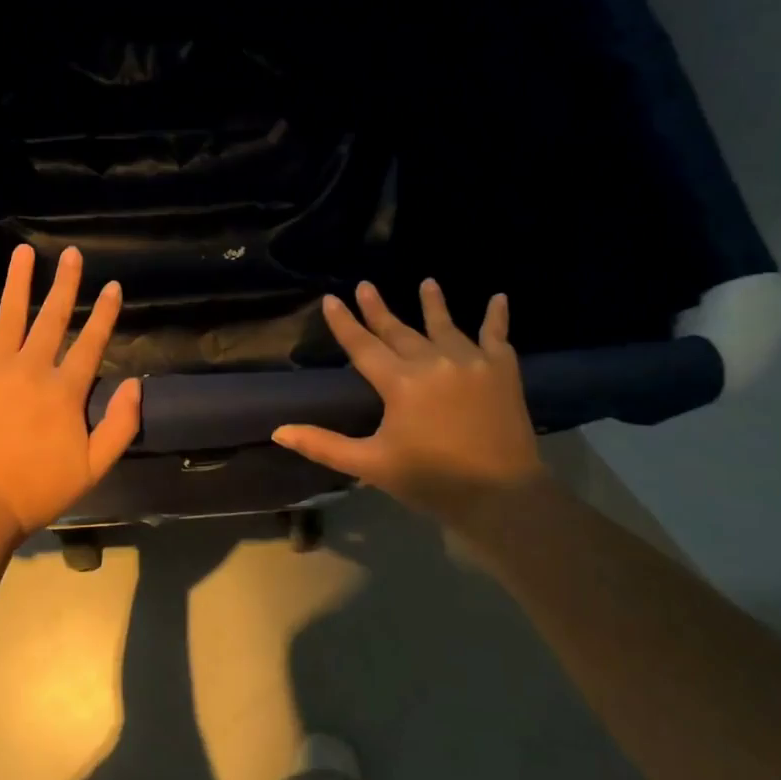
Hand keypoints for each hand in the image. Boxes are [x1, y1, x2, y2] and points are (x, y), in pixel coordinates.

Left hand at [0, 244, 141, 534]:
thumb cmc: (38, 489)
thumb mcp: (94, 467)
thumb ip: (120, 425)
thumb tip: (136, 383)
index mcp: (65, 390)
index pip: (90, 343)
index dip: (104, 314)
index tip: (113, 286)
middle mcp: (31, 369)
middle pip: (52, 318)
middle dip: (65, 284)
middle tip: (71, 254)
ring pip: (8, 316)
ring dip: (17, 282)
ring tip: (23, 253)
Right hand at [272, 280, 548, 523]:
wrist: (501, 497)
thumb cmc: (431, 481)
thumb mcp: (371, 465)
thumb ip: (324, 446)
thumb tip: (278, 431)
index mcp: (400, 383)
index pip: (363, 346)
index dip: (345, 323)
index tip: (331, 299)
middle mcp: (433, 362)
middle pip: (399, 331)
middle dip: (379, 309)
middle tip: (365, 285)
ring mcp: (470, 363)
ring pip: (445, 325)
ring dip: (433, 303)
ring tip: (427, 282)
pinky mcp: (502, 372)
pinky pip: (497, 336)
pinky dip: (497, 317)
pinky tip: (499, 297)